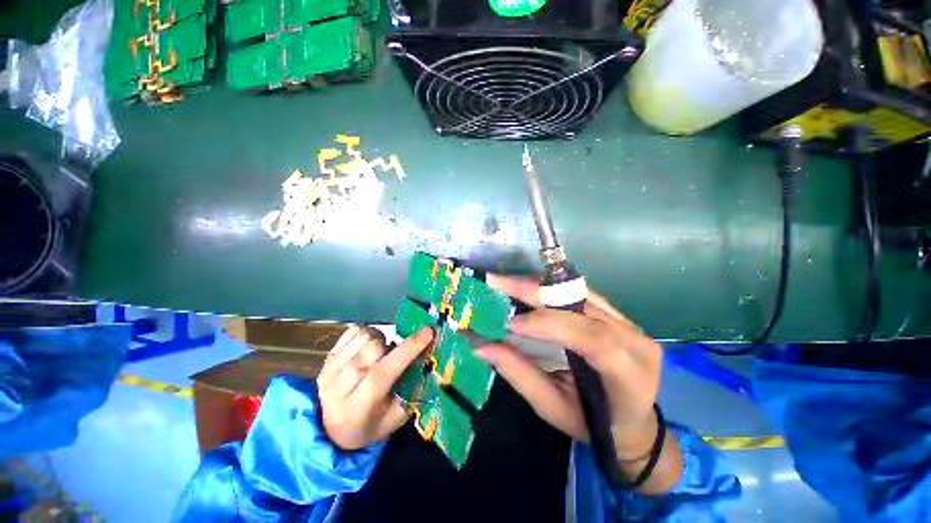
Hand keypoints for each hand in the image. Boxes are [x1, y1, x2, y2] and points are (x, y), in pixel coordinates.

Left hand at [318, 326, 433, 449]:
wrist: (331, 428)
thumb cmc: (368, 424)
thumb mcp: (395, 419)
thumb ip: (412, 392)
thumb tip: (428, 361)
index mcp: (358, 408)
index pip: (383, 373)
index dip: (407, 350)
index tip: (428, 332)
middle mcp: (339, 387)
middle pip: (373, 349)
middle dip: (389, 348)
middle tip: (392, 357)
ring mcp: (329, 370)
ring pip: (364, 337)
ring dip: (378, 340)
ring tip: (378, 353)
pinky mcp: (327, 358)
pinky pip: (352, 332)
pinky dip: (365, 334)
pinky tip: (366, 347)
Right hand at [478, 275, 681, 492]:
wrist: (632, 421)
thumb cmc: (593, 423)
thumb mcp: (554, 408)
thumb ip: (520, 375)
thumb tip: (482, 347)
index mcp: (628, 375)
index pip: (591, 338)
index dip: (548, 324)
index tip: (510, 323)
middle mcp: (634, 339)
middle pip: (582, 304)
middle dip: (534, 291)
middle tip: (496, 281)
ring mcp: (629, 322)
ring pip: (578, 291)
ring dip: (538, 286)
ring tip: (506, 283)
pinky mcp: (618, 313)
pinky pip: (579, 293)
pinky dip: (548, 289)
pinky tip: (526, 288)